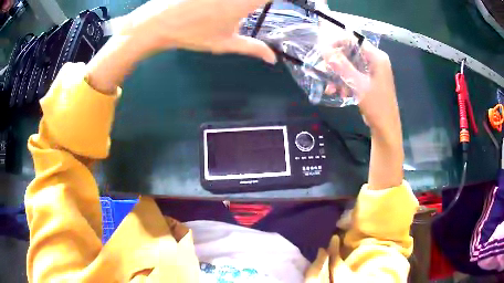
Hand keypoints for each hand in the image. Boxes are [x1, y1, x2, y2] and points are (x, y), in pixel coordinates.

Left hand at [86, 0, 276, 93]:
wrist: (160, 22)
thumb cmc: (193, 34)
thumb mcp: (225, 43)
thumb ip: (252, 48)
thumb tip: (272, 59)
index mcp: (245, 2)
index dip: (276, 0)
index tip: (276, 4)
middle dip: (257, 2)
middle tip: (249, 9)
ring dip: (241, 3)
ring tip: (226, 12)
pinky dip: (223, 1)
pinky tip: (218, 6)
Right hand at [324, 41, 403, 189]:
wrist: (385, 129)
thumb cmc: (376, 106)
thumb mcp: (358, 85)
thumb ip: (342, 66)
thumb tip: (325, 49)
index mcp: (377, 57)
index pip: (355, 40)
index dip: (338, 42)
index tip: (323, 51)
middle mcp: (376, 61)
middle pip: (351, 52)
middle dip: (336, 62)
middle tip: (324, 70)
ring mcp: (373, 71)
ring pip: (351, 65)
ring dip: (339, 75)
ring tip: (330, 88)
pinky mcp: (370, 81)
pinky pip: (354, 75)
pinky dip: (345, 82)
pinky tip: (337, 92)